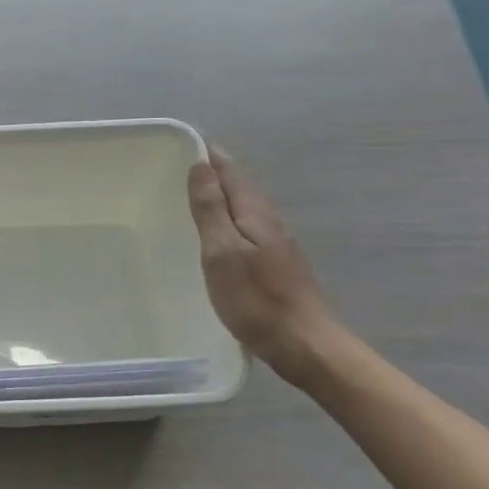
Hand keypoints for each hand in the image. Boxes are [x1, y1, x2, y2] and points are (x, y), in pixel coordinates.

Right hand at [187, 146, 341, 384]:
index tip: (184, 142)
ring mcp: (277, 244)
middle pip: (241, 187)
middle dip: (215, 173)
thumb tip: (201, 165)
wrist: (305, 345)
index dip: (209, 156)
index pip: (231, 172)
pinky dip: (230, 220)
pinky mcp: (277, 265)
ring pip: (246, 208)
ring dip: (222, 197)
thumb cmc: (257, 300)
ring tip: (195, 195)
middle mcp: (270, 221)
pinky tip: (219, 235)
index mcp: (256, 213)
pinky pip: (248, 228)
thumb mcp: (223, 252)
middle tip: (183, 165)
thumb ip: (211, 209)